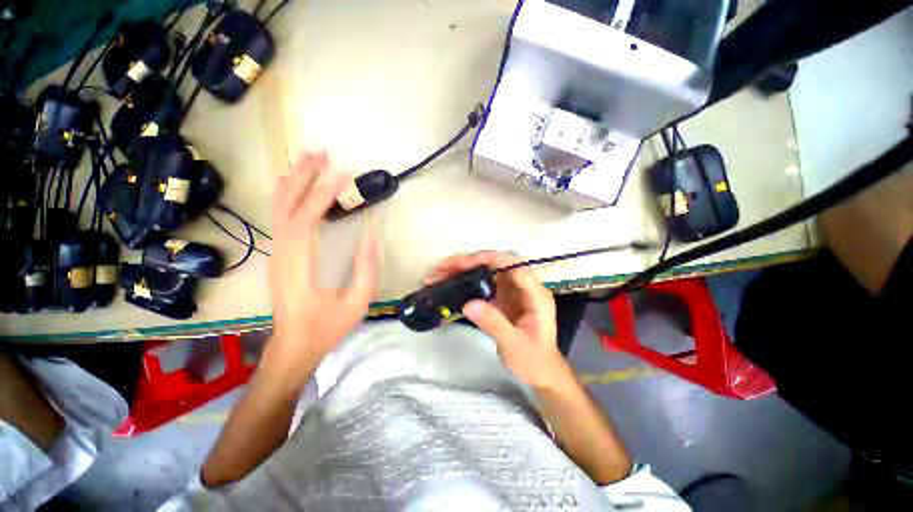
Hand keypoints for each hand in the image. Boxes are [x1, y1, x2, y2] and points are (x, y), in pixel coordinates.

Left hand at [268, 152, 376, 377]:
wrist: (294, 345)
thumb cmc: (327, 326)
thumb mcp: (357, 300)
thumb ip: (366, 265)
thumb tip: (372, 232)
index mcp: (300, 264)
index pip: (308, 218)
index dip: (325, 193)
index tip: (343, 175)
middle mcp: (283, 252)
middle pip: (286, 204)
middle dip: (303, 175)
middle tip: (322, 153)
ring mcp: (277, 253)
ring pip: (278, 207)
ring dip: (293, 180)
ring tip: (309, 160)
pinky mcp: (279, 255)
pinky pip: (280, 217)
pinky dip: (288, 195)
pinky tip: (297, 185)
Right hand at [426, 251, 570, 389]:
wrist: (540, 372)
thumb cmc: (533, 361)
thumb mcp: (513, 345)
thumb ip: (493, 323)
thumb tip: (468, 304)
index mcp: (535, 295)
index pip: (516, 265)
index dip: (492, 259)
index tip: (467, 263)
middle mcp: (524, 287)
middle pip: (497, 264)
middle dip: (470, 263)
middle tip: (443, 268)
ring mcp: (512, 291)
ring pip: (487, 272)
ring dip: (464, 270)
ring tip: (440, 274)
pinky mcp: (503, 298)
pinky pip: (483, 284)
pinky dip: (466, 283)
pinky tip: (451, 285)